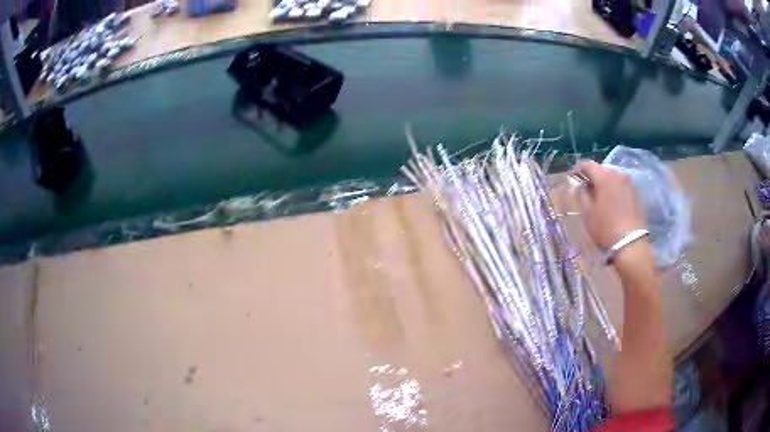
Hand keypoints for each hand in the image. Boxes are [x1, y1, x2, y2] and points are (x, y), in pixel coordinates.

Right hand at [575, 161, 646, 249]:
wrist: (631, 244)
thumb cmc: (605, 228)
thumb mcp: (587, 213)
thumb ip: (582, 195)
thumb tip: (582, 186)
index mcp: (604, 177)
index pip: (588, 165)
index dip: (578, 169)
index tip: (572, 177)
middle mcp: (618, 175)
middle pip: (602, 170)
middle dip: (594, 177)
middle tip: (587, 188)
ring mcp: (630, 184)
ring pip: (614, 179)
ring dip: (606, 184)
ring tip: (601, 197)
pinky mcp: (638, 194)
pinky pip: (623, 187)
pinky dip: (616, 191)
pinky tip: (614, 204)